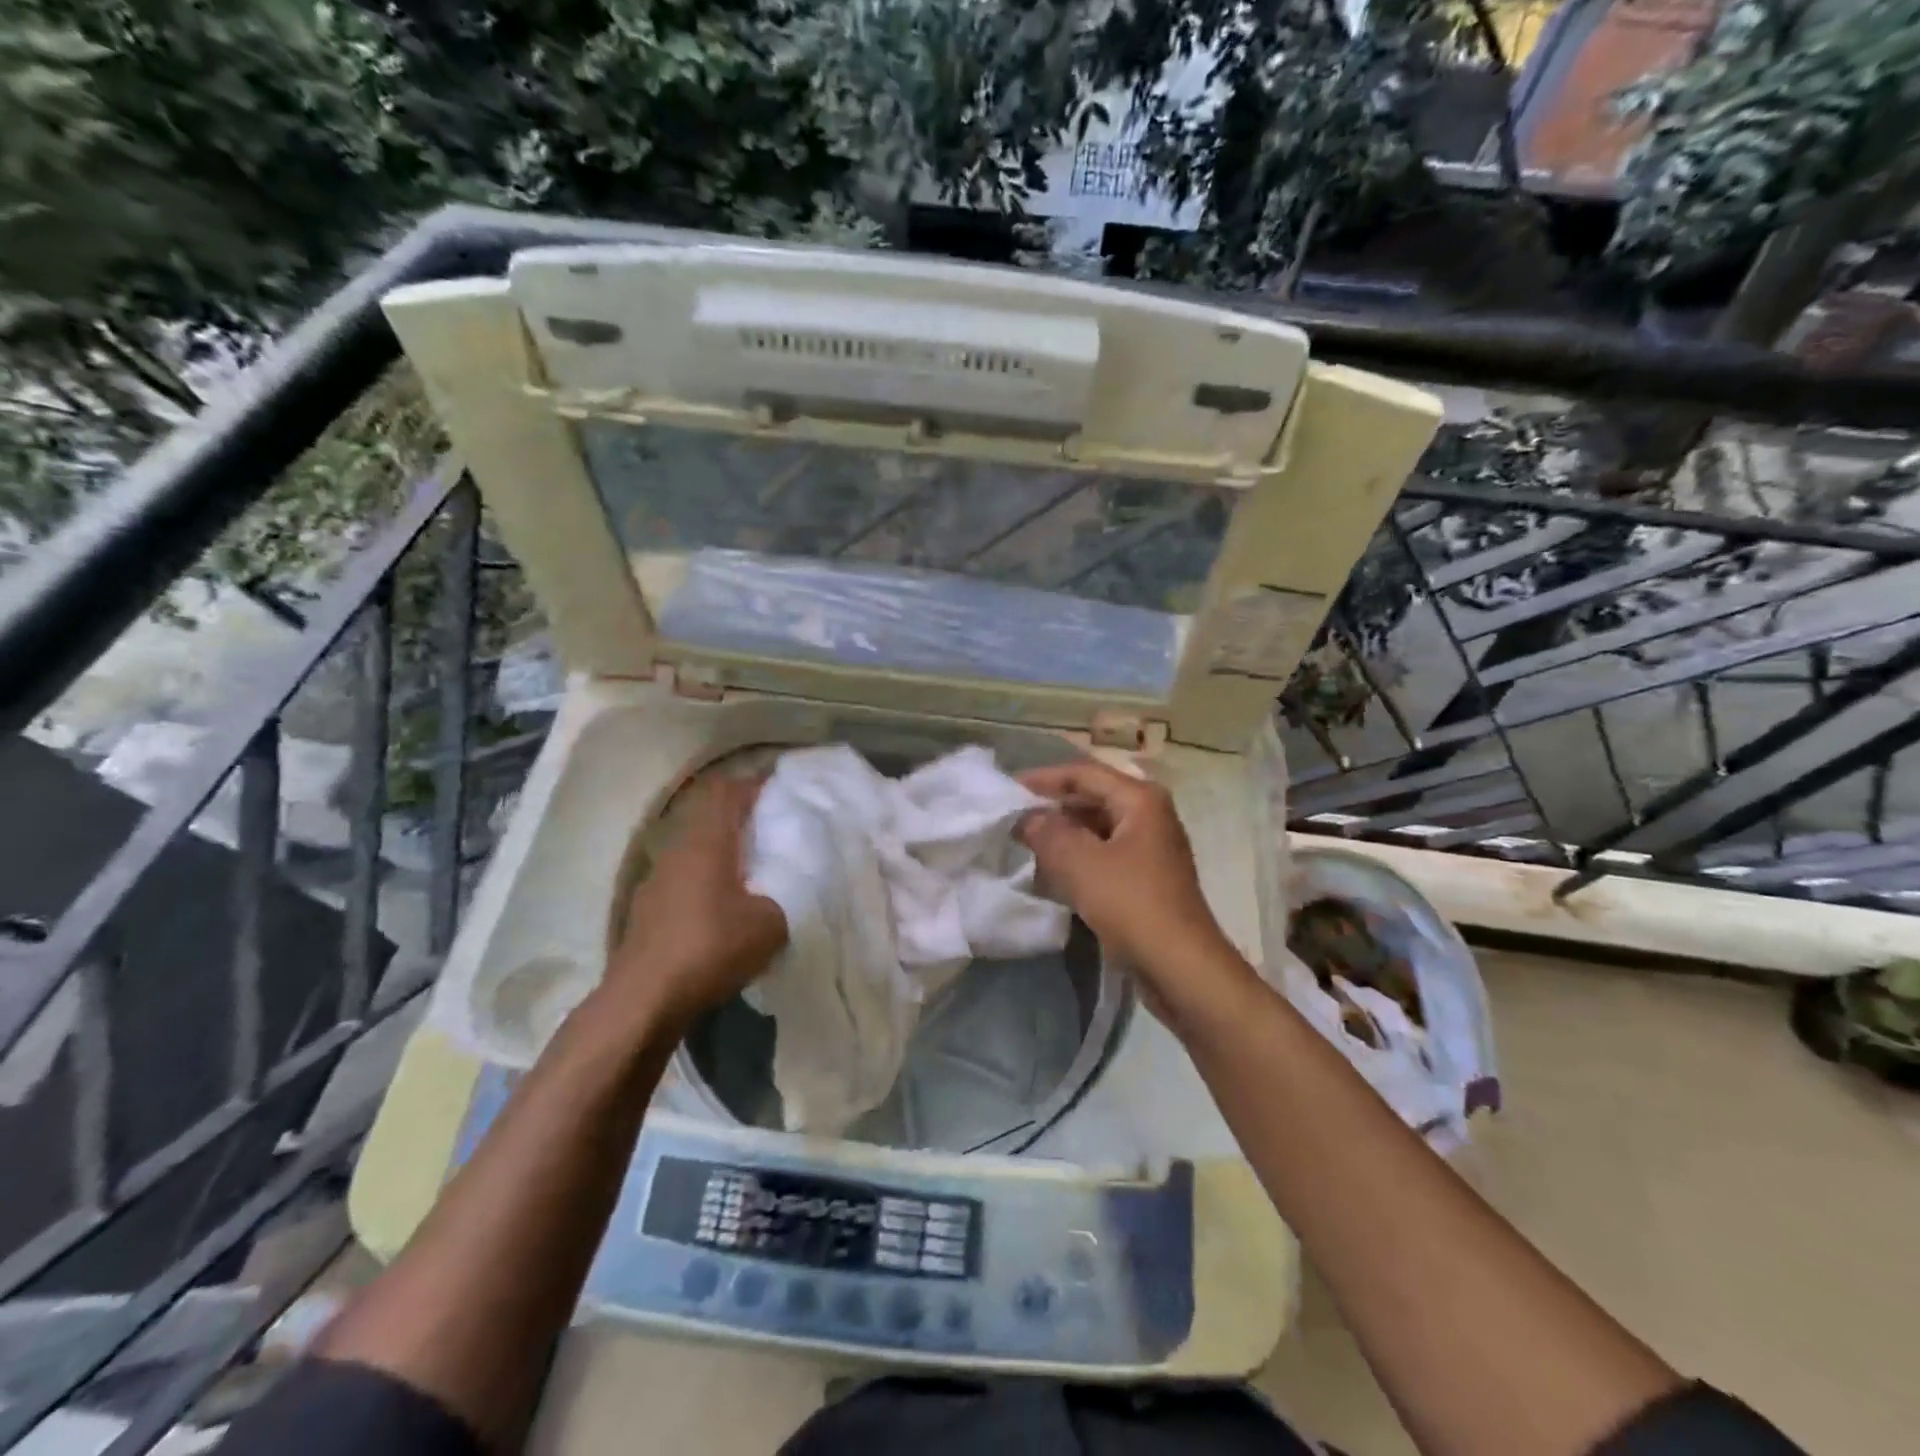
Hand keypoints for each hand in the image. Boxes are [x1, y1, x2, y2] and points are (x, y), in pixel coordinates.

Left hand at [607, 777, 786, 1030]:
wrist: (643, 1001)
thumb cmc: (710, 948)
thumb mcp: (770, 923)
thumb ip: (788, 893)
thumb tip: (795, 881)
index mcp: (706, 841)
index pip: (727, 791)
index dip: (755, 784)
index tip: (783, 790)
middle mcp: (677, 849)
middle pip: (710, 815)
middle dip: (743, 815)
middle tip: (776, 826)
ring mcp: (657, 878)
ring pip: (696, 846)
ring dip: (724, 848)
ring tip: (756, 865)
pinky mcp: (649, 907)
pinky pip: (685, 874)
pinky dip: (709, 875)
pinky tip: (726, 902)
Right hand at [1018, 760, 1244, 1014]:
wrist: (1180, 966)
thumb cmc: (1131, 904)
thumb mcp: (1079, 863)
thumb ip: (1047, 832)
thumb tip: (1027, 817)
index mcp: (1140, 800)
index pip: (1084, 774)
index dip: (1044, 778)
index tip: (1008, 789)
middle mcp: (1150, 816)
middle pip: (1093, 799)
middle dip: (1053, 808)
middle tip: (1013, 818)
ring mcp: (1151, 849)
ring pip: (1097, 829)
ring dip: (1063, 835)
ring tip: (1025, 845)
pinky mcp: (1147, 879)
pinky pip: (1104, 855)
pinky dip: (1078, 859)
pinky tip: (1051, 873)